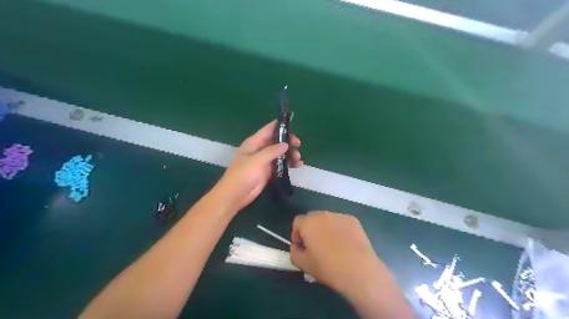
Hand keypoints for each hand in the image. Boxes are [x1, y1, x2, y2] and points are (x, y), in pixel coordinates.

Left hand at [213, 121, 301, 212]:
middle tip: (298, 145)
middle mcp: (260, 149)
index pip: (268, 129)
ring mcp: (265, 161)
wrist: (236, 195)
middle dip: (288, 141)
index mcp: (254, 143)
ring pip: (281, 153)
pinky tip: (297, 165)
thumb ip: (271, 151)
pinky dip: (289, 163)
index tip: (292, 118)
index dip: (280, 124)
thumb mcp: (256, 160)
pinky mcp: (269, 171)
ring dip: (290, 154)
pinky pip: (281, 164)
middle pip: (277, 141)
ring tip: (298, 159)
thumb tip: (286, 144)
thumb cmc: (242, 175)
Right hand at [291, 212, 384, 296]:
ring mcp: (339, 216)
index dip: (297, 234)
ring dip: (325, 228)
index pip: (297, 222)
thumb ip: (294, 252)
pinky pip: (341, 222)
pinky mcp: (353, 220)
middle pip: (312, 218)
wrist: (360, 271)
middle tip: (316, 246)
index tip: (302, 247)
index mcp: (308, 223)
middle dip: (311, 229)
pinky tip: (346, 244)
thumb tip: (297, 246)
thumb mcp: (303, 265)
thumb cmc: (328, 268)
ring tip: (332, 245)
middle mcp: (323, 214)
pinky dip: (339, 230)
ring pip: (327, 219)